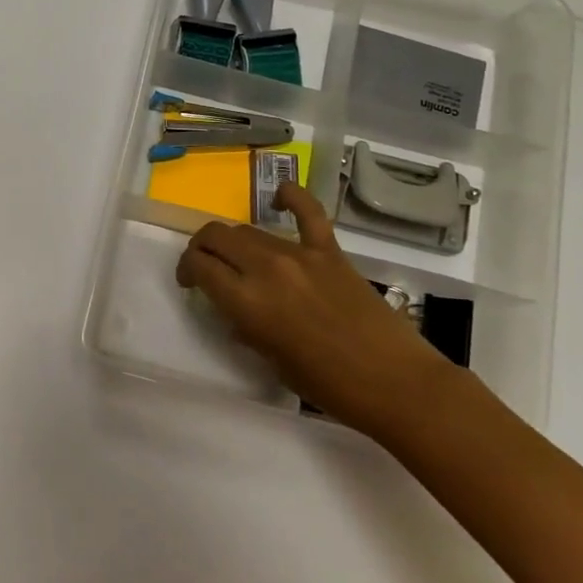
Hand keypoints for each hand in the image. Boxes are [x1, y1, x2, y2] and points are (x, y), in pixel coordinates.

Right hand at [175, 181, 457, 437]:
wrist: (395, 383)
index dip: (186, 269)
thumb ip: (248, 328)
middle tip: (205, 265)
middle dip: (202, 247)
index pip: (200, 267)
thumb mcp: (272, 361)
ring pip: (250, 230)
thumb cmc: (328, 386)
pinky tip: (280, 196)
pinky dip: (291, 197)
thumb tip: (238, 311)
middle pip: (217, 237)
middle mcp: (266, 269)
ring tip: (238, 256)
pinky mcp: (330, 251)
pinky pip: (308, 212)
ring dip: (234, 240)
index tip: (189, 282)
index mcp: (247, 302)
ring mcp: (300, 255)